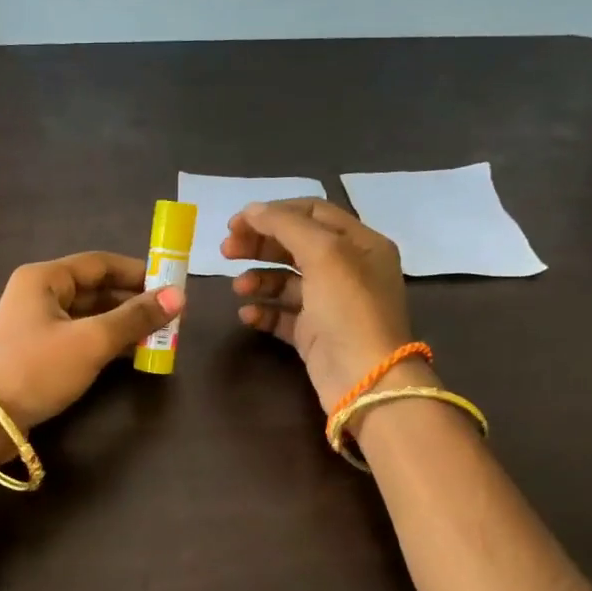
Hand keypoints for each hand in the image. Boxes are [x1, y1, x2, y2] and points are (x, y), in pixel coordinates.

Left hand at [0, 252, 181, 428]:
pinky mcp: (38, 352)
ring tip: (159, 337)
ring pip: (89, 315)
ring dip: (122, 324)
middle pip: (95, 289)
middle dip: (133, 302)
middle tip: (171, 317)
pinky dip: (105, 342)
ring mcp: (36, 325)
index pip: (100, 263)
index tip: (172, 286)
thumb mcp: (91, 341)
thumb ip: (135, 318)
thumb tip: (179, 297)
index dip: (138, 272)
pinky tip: (132, 354)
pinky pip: (80, 337)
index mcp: (45, 278)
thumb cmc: (37, 369)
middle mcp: (38, 294)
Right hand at [222, 198, 415, 410]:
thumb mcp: (324, 254)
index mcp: (360, 243)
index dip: (274, 213)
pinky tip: (247, 313)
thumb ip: (286, 226)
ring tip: (238, 288)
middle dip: (260, 245)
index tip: (237, 222)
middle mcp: (347, 270)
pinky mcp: (314, 334)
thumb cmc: (349, 309)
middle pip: (296, 245)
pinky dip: (264, 311)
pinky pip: (283, 315)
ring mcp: (330, 304)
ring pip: (286, 281)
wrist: (365, 380)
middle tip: (226, 251)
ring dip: (259, 279)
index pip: (313, 213)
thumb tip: (252, 210)